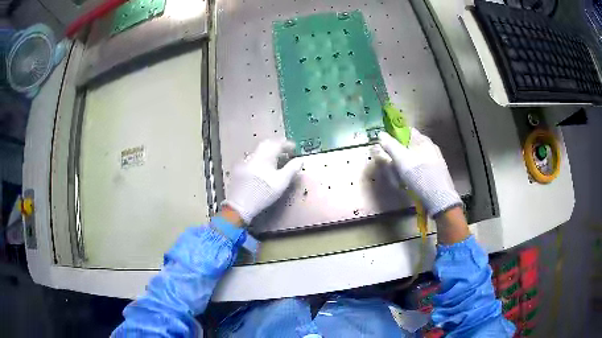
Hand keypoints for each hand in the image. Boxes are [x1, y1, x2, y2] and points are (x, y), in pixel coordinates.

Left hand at [222, 139, 302, 223]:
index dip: (287, 144)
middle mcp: (254, 155)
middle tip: (286, 152)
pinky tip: (263, 169)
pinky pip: (252, 159)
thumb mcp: (282, 182)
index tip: (294, 148)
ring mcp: (245, 162)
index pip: (278, 143)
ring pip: (259, 151)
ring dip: (268, 152)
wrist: (240, 205)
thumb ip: (292, 169)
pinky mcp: (239, 169)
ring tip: (276, 161)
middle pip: (267, 144)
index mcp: (265, 155)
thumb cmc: (263, 193)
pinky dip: (260, 160)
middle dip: (277, 146)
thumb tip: (300, 160)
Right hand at [378, 128, 461, 216]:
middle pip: (411, 146)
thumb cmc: (419, 174)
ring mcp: (436, 160)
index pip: (406, 131)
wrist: (438, 197)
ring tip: (402, 177)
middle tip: (393, 165)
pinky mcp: (438, 172)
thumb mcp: (400, 158)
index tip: (387, 146)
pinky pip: (422, 168)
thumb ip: (389, 145)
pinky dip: (415, 172)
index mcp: (423, 139)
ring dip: (407, 164)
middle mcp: (431, 146)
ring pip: (416, 158)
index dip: (395, 136)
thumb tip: (380, 134)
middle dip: (400, 153)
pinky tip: (412, 182)